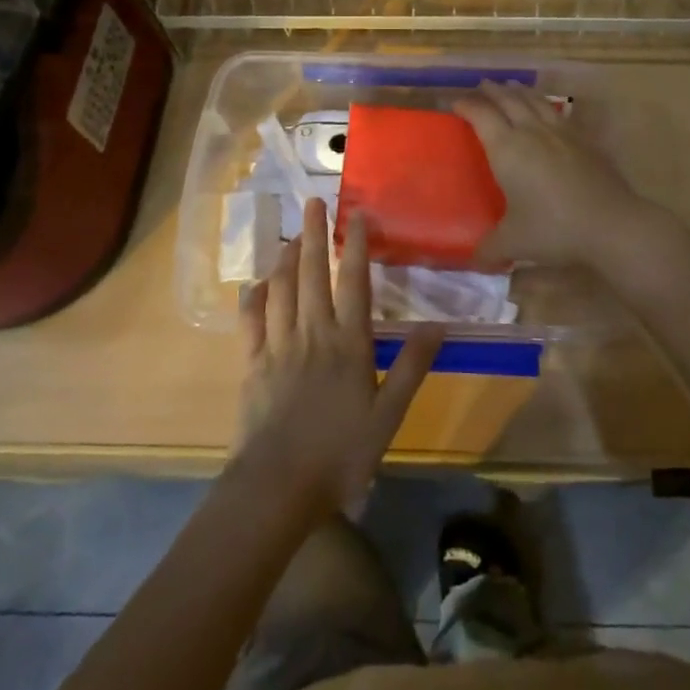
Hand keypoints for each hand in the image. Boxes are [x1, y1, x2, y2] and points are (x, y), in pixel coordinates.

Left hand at [234, 198, 441, 515]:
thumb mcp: (388, 414)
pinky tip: (256, 284)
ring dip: (285, 258)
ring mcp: (278, 347)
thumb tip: (437, 324)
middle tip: (313, 202)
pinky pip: (251, 322)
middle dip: (313, 235)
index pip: (353, 283)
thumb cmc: (340, 453)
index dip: (356, 246)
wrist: (277, 486)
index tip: (357, 215)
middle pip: (311, 274)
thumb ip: (411, 366)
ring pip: (280, 290)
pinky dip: (254, 298)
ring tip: (291, 235)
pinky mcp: (252, 365)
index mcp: (348, 343)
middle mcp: (312, 333)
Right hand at [452, 80, 657, 269]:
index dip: (466, 106)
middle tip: (481, 86)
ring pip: (535, 101)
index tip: (455, 103)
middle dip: (492, 91)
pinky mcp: (584, 140)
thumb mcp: (513, 242)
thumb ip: (490, 248)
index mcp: (507, 148)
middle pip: (508, 100)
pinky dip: (546, 106)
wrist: (610, 224)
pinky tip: (548, 112)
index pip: (481, 116)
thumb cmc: (553, 229)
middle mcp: (532, 132)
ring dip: (519, 91)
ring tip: (512, 87)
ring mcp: (561, 133)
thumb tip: (474, 260)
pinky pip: (559, 114)